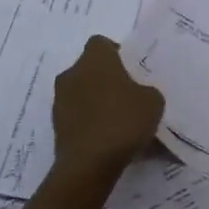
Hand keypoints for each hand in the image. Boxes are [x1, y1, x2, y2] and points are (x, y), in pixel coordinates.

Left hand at [52, 35, 164, 175]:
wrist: (89, 164)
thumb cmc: (123, 121)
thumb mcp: (153, 102)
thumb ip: (146, 91)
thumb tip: (138, 95)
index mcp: (95, 59)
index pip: (101, 43)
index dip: (116, 53)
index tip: (131, 70)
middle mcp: (72, 73)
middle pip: (90, 69)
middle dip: (107, 79)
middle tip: (128, 96)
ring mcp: (60, 100)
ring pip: (82, 93)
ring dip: (97, 101)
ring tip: (119, 122)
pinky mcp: (56, 126)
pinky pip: (78, 116)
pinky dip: (90, 122)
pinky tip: (108, 139)